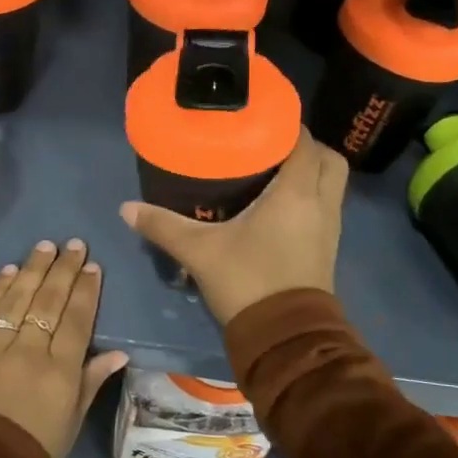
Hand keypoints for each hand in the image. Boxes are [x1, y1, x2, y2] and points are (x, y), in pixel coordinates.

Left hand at [0, 239, 129, 457]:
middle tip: (72, 243)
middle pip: (48, 302)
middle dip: (63, 269)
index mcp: (59, 373)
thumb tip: (118, 353)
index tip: (92, 265)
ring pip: (17, 300)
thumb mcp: (70, 424)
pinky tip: (8, 271)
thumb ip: (90, 382)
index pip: (76, 320)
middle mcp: (28, 352)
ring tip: (44, 246)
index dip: (85, 290)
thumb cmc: (30, 454)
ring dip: (32, 270)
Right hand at [119, 130, 346, 325]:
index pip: (303, 141)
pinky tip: (278, 205)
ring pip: (332, 183)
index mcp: (296, 192)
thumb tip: (126, 208)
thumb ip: (163, 226)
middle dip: (306, 147)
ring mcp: (330, 227)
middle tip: (270, 147)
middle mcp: (321, 203)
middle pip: (328, 159)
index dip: (286, 125)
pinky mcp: (328, 248)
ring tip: (273, 171)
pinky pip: (327, 206)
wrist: (284, 337)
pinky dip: (310, 196)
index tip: (260, 119)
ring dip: (311, 172)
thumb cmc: (247, 281)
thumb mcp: (199, 251)